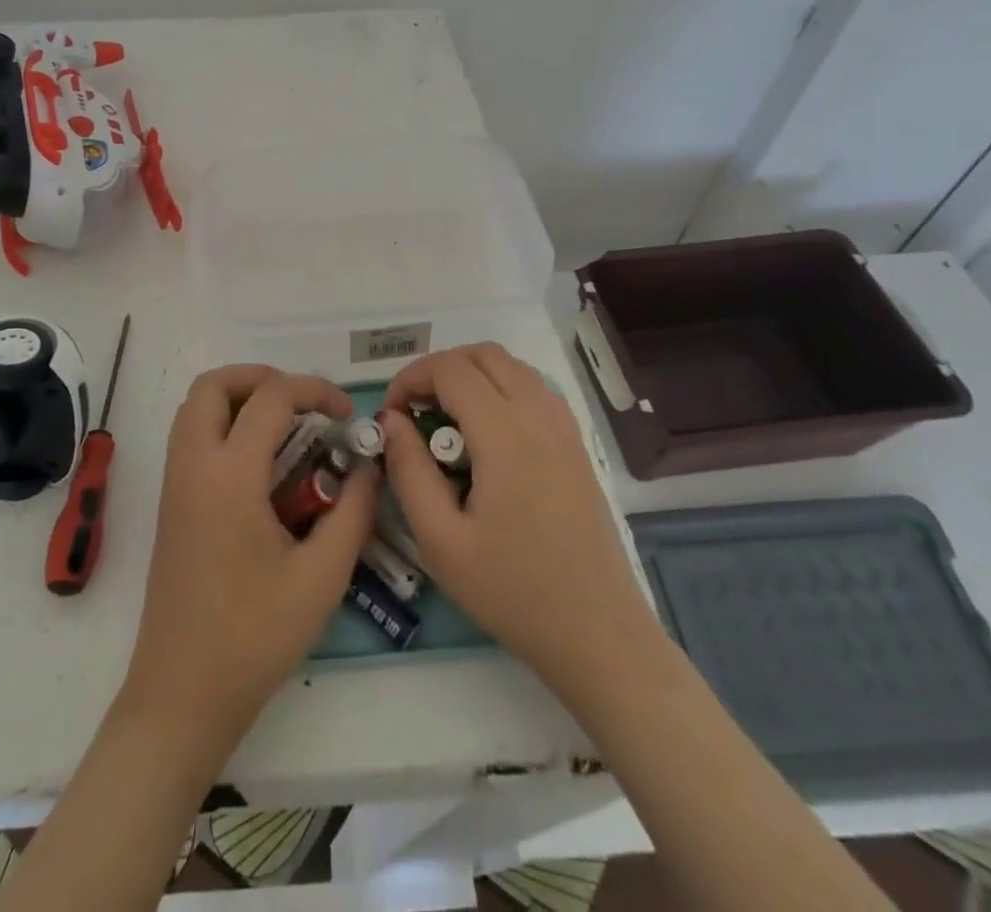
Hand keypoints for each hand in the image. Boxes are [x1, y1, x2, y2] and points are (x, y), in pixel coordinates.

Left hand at [119, 365, 377, 752]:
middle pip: (213, 385)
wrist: (181, 695)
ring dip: (238, 399)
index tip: (345, 415)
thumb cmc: (254, 637)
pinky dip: (223, 426)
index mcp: (229, 475)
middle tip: (302, 403)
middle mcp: (193, 466)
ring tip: (285, 427)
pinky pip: (191, 438)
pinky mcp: (170, 505)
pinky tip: (261, 465)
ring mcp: (174, 484)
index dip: (314, 390)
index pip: (270, 398)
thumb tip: (369, 467)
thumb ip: (353, 512)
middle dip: (260, 378)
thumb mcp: (322, 577)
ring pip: (195, 408)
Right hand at [379, 343, 651, 707]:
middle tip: (415, 412)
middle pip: (482, 355)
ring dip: (471, 375)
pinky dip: (500, 389)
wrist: (598, 635)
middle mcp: (540, 417)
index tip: (392, 415)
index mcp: (506, 436)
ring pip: (511, 366)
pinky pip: (533, 389)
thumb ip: (409, 471)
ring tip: (446, 422)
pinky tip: (486, 436)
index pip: (450, 369)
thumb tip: (392, 421)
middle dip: (439, 370)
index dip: (410, 378)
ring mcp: (565, 428)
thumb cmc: (513, 592)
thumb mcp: (441, 541)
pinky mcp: (577, 444)